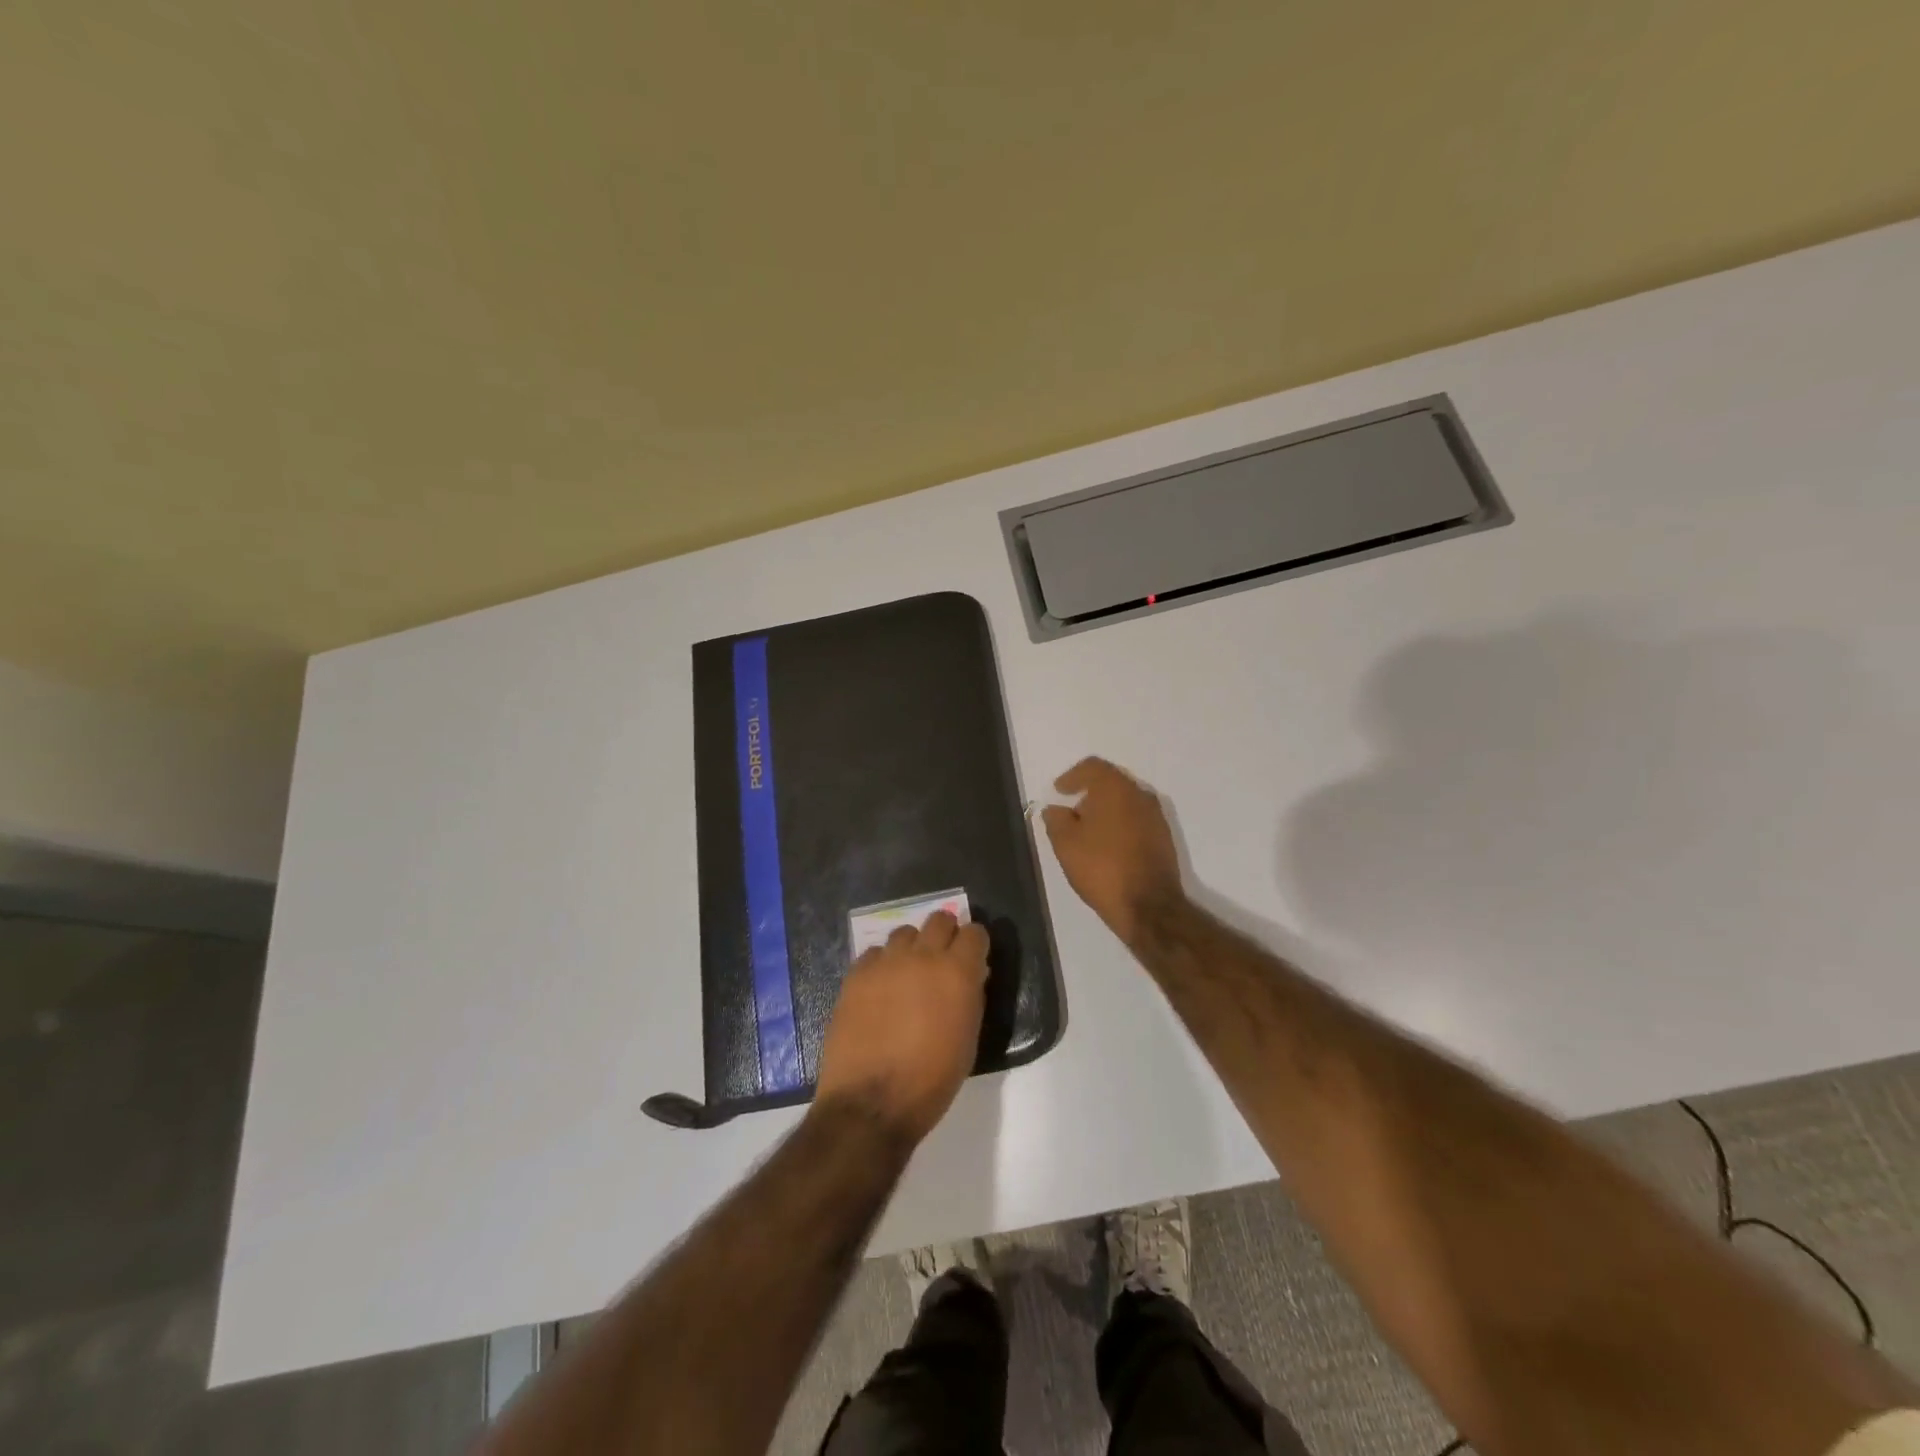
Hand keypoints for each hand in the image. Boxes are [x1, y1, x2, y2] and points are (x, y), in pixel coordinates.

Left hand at [815, 911, 989, 1144]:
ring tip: (908, 974)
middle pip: (939, 919)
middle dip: (946, 934)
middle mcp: (923, 956)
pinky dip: (882, 965)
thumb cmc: (932, 1080)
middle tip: (942, 960)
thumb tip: (970, 975)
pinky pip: (874, 954)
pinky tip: (880, 990)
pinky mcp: (856, 974)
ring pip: (905, 933)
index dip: (975, 944)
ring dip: (912, 948)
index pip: (975, 932)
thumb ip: (970, 997)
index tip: (973, 958)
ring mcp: (886, 962)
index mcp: (957, 972)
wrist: (871, 1102)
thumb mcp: (968, 1040)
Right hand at [1041, 757, 1184, 945]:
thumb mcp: (1065, 844)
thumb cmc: (1102, 867)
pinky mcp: (1164, 838)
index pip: (1092, 767)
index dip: (1072, 776)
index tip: (1059, 791)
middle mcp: (1140, 794)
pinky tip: (1108, 846)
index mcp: (1115, 788)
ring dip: (1106, 811)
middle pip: (1111, 782)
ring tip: (1088, 833)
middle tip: (1072, 813)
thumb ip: (1056, 820)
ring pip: (1126, 802)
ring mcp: (1156, 816)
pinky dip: (1121, 825)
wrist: (1148, 906)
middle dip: (1089, 794)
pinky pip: (1137, 820)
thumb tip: (1055, 809)